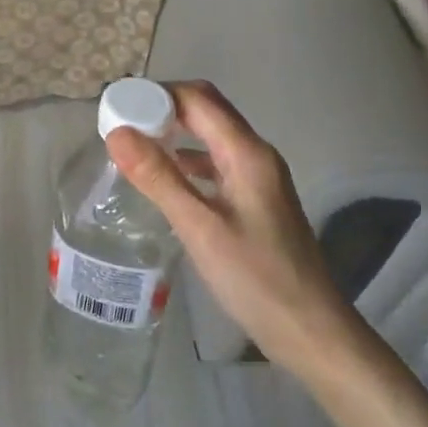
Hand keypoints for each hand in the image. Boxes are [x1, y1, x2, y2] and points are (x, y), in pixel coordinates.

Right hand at [105, 81, 345, 370]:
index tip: (118, 106)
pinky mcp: (255, 199)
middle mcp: (255, 154)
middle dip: (163, 108)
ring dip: (175, 131)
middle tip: (121, 122)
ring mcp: (258, 177)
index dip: (156, 95)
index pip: (198, 99)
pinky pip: (216, 162)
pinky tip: (166, 177)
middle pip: (206, 110)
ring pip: (211, 135)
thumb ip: (158, 178)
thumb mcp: (200, 228)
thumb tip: (116, 133)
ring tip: (135, 144)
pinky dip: (188, 159)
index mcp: (246, 153)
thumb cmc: (256, 278)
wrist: (311, 331)